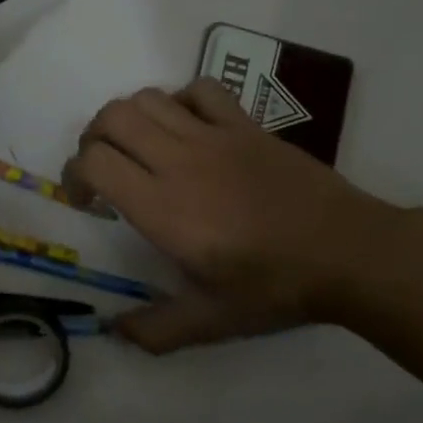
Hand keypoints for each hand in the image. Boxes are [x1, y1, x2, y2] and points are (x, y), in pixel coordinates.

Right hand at [63, 79, 406, 352]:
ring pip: (149, 98)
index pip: (95, 162)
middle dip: (93, 139)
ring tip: (138, 147)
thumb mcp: (212, 321)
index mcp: (163, 208)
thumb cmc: (275, 286)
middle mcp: (179, 161)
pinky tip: (185, 128)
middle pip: (112, 118)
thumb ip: (156, 330)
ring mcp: (215, 136)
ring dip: (129, 118)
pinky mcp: (245, 125)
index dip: (75, 176)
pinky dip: (180, 100)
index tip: (86, 202)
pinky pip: (201, 91)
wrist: (348, 251)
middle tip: (103, 169)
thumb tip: (114, 331)